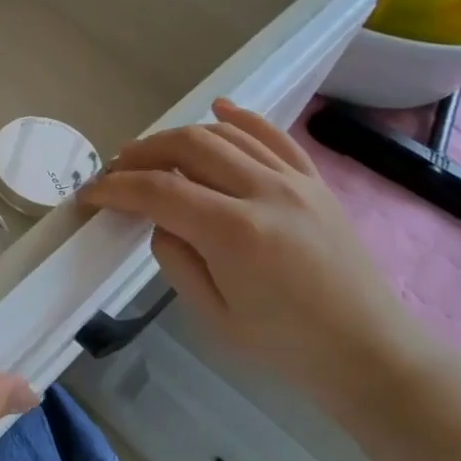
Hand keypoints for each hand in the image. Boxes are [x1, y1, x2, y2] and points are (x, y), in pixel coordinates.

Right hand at [80, 100, 432, 415]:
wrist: (370, 351)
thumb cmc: (286, 346)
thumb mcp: (214, 315)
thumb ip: (176, 258)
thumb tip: (162, 218)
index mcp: (235, 233)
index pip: (159, 191)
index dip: (117, 188)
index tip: (91, 193)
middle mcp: (264, 192)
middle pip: (188, 146)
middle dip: (142, 152)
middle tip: (117, 169)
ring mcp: (295, 181)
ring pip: (224, 134)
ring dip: (179, 136)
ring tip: (153, 152)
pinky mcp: (315, 181)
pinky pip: (273, 135)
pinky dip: (240, 117)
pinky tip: (217, 109)